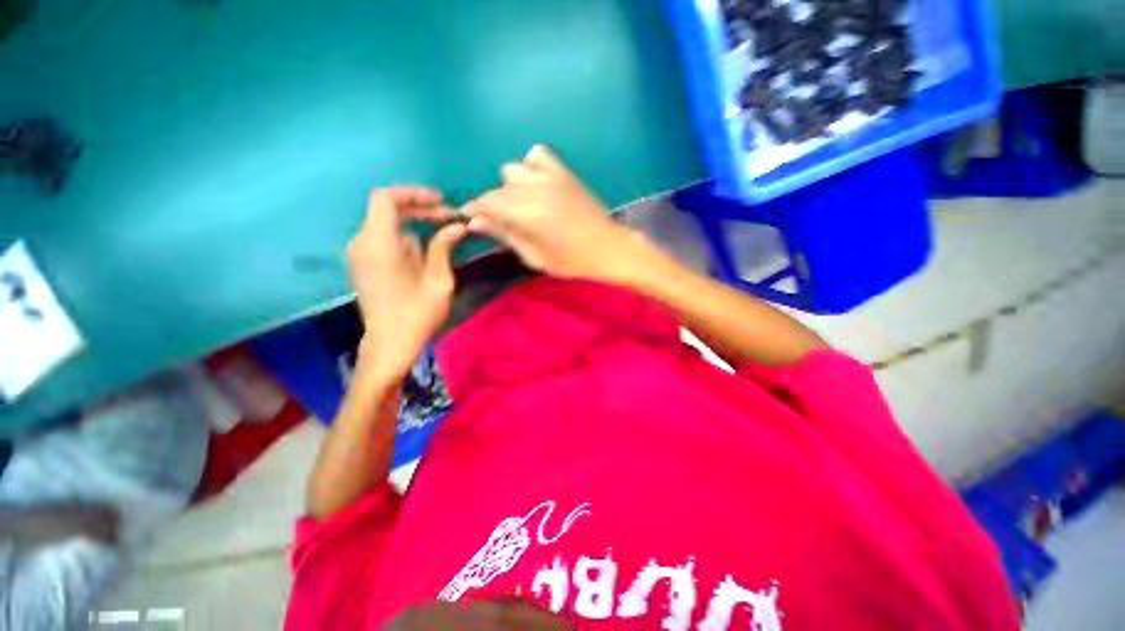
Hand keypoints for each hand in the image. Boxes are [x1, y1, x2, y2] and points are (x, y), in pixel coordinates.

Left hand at [346, 187, 465, 377]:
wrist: (390, 343)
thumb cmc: (417, 313)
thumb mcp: (439, 280)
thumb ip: (443, 247)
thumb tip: (457, 226)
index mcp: (379, 244)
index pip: (386, 198)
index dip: (413, 193)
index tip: (440, 202)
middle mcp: (362, 242)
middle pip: (386, 209)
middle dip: (419, 209)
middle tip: (449, 219)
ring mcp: (358, 253)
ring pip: (385, 222)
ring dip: (413, 223)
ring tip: (442, 233)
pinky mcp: (362, 262)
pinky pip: (382, 237)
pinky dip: (404, 235)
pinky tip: (424, 248)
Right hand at [461, 145, 653, 284]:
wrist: (608, 248)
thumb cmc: (572, 261)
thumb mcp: (535, 257)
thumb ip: (505, 236)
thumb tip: (475, 222)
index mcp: (527, 214)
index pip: (487, 203)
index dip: (474, 210)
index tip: (469, 218)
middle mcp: (535, 190)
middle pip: (498, 188)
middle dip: (493, 204)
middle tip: (503, 221)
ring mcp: (551, 177)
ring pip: (513, 169)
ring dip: (511, 186)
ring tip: (522, 204)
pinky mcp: (564, 172)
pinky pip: (538, 155)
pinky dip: (531, 166)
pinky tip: (538, 184)